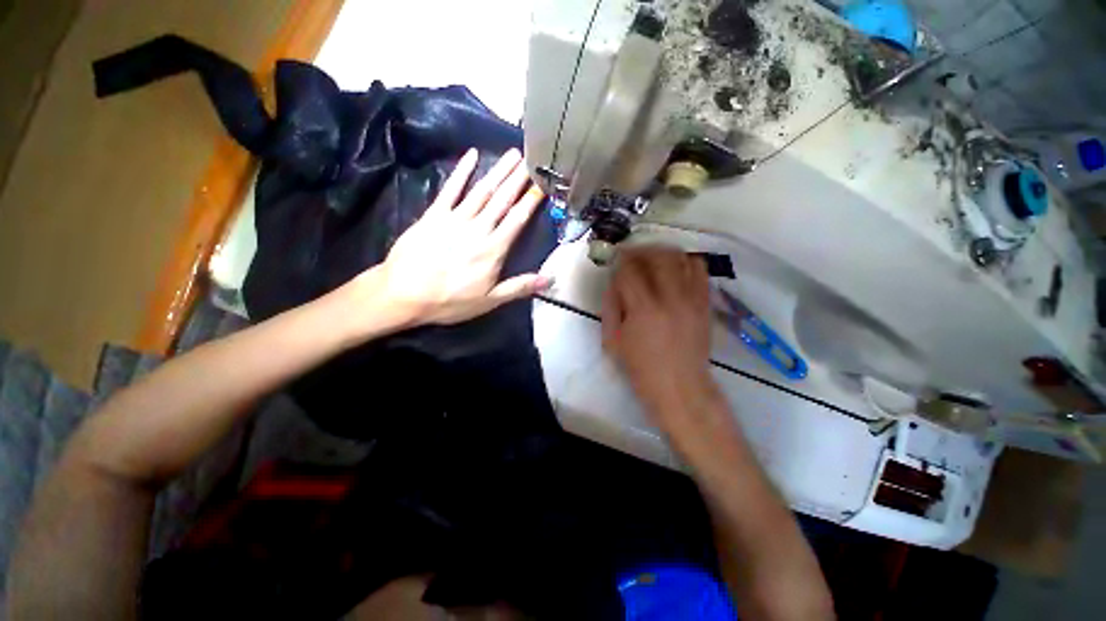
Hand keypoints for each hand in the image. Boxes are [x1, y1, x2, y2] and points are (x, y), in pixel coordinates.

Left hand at [358, 148, 550, 326]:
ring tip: (513, 155)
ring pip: (482, 191)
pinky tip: (472, 155)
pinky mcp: (433, 215)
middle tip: (532, 158)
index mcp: (493, 250)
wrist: (403, 295)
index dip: (531, 201)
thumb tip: (550, 279)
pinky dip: (461, 171)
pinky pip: (450, 189)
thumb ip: (520, 287)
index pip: (517, 220)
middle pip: (502, 200)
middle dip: (519, 179)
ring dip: (499, 171)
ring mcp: (454, 219)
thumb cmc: (449, 301)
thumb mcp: (490, 301)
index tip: (543, 184)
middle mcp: (478, 229)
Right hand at [602, 247, 717, 432]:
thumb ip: (611, 307)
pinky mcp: (705, 304)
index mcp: (643, 310)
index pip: (630, 271)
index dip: (620, 261)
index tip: (615, 260)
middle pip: (657, 256)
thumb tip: (615, 283)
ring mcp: (692, 299)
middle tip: (632, 254)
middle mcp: (670, 298)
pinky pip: (700, 271)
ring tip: (652, 257)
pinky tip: (675, 268)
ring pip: (680, 258)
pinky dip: (686, 262)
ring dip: (663, 252)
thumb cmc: (641, 369)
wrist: (681, 387)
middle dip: (641, 250)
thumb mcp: (613, 341)